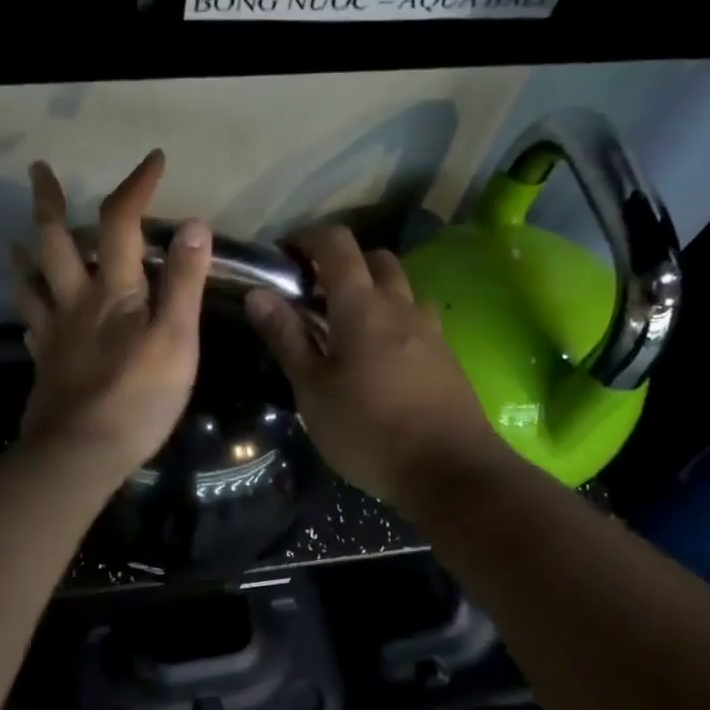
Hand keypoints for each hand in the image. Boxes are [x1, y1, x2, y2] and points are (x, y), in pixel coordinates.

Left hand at [12, 151, 211, 480]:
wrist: (81, 451)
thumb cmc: (138, 397)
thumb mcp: (177, 338)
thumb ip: (184, 282)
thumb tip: (193, 224)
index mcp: (113, 290)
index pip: (122, 222)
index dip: (136, 187)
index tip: (153, 160)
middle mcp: (76, 300)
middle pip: (55, 241)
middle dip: (49, 202)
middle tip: (37, 171)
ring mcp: (53, 332)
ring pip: (31, 282)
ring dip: (24, 254)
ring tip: (16, 240)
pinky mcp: (44, 363)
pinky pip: (30, 325)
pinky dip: (28, 308)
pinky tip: (30, 312)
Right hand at [244, 225, 510, 511]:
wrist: (450, 471)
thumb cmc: (368, 430)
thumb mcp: (312, 389)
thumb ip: (287, 337)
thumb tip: (258, 293)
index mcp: (362, 306)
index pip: (336, 245)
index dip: (307, 238)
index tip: (284, 256)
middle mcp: (400, 306)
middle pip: (375, 259)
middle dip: (343, 263)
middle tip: (315, 295)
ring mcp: (430, 329)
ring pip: (401, 288)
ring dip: (373, 290)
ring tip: (347, 326)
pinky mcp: (446, 356)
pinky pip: (416, 318)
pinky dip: (393, 319)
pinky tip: (380, 357)